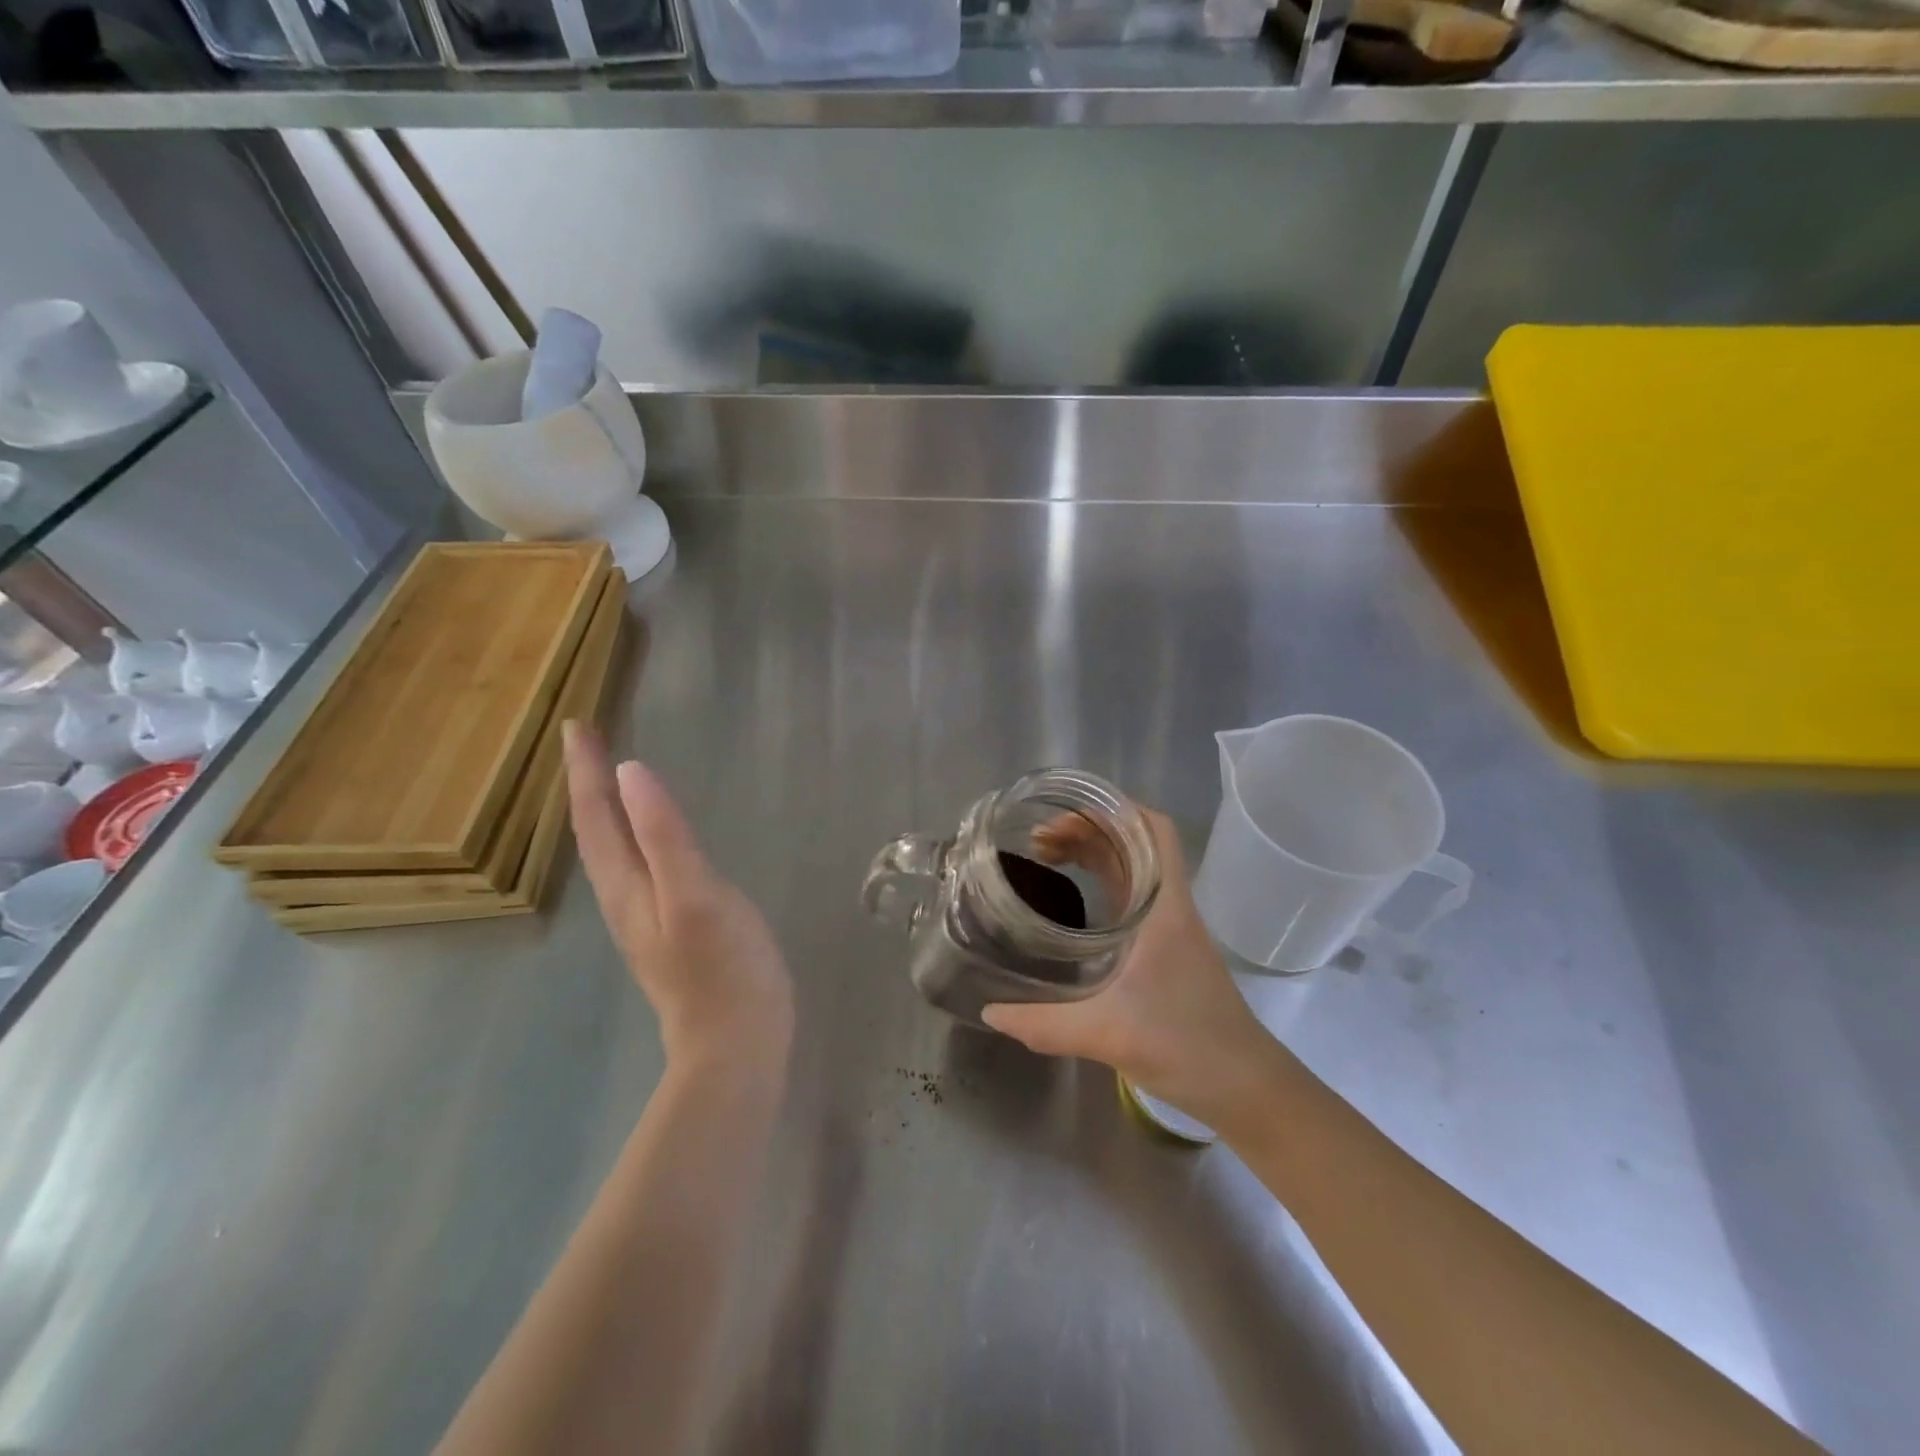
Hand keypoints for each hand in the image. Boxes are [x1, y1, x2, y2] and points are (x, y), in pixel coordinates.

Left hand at [564, 721, 793, 1070]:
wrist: (735, 1044)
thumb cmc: (723, 967)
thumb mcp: (696, 894)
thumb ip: (665, 834)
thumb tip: (632, 772)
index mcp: (627, 886)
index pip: (596, 817)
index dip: (586, 770)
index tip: (577, 725)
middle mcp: (624, 899)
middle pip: (594, 832)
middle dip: (587, 784)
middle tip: (587, 742)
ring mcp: (645, 918)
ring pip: (611, 851)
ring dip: (603, 809)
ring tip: (605, 778)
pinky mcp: (669, 929)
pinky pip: (636, 867)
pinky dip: (631, 836)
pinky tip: (646, 837)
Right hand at [982, 806, 1282, 1123]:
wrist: (1247, 1088)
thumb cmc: (1188, 1045)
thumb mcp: (1108, 1033)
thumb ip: (1045, 1025)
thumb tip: (991, 1012)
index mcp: (1165, 906)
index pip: (1154, 830)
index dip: (1115, 808)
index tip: (1066, 810)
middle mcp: (1170, 907)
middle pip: (1134, 844)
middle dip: (1088, 830)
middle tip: (1038, 839)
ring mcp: (1171, 929)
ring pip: (1133, 871)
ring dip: (1095, 856)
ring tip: (1047, 858)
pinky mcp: (1167, 951)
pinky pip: (1132, 899)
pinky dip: (1102, 885)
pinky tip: (1074, 901)